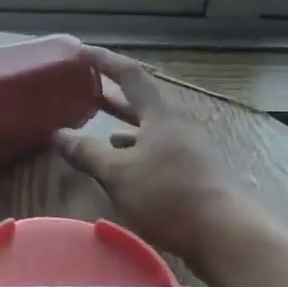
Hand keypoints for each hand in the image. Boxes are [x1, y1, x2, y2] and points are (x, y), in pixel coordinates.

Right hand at [53, 45, 274, 273]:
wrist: (228, 235)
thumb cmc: (169, 194)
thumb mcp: (118, 173)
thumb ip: (87, 152)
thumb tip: (58, 134)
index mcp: (160, 116)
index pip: (130, 75)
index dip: (104, 61)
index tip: (80, 51)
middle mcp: (177, 127)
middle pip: (142, 103)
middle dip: (113, 96)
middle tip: (86, 90)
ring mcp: (190, 152)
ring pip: (151, 131)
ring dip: (125, 128)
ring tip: (101, 131)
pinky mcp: (196, 177)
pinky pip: (159, 155)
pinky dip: (138, 155)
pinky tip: (127, 170)